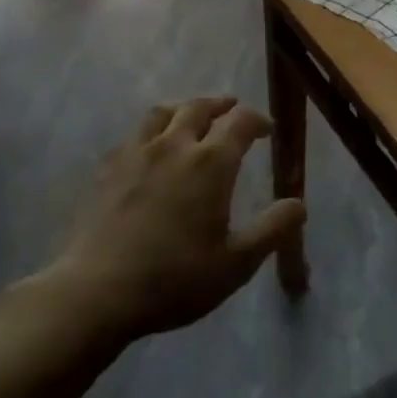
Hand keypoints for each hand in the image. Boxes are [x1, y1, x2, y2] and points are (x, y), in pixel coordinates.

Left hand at [19, 98, 305, 350]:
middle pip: (199, 107)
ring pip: (162, 112)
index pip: (240, 122)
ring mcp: (137, 154)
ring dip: (183, 108)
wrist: (97, 292)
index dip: (257, 120)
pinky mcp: (108, 169)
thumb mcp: (236, 263)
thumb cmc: (175, 278)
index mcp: (211, 162)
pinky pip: (134, 135)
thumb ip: (272, 229)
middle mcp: (175, 145)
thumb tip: (299, 203)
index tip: (267, 130)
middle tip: (232, 109)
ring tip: (190, 116)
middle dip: (221, 105)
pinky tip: (150, 148)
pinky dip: (151, 131)